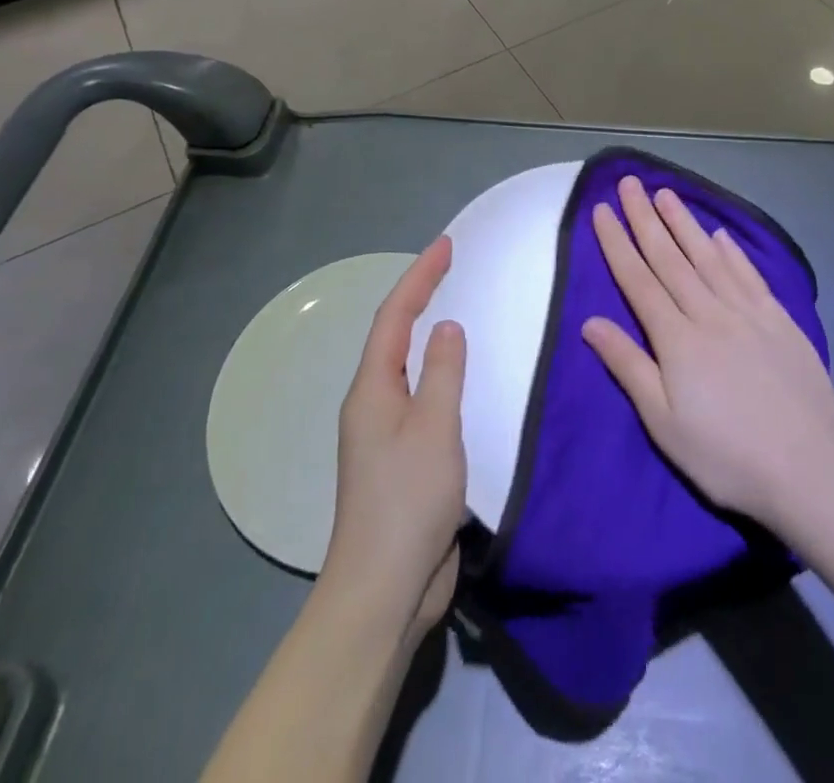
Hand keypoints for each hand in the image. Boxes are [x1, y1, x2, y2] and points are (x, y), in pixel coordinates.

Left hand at [322, 237, 466, 641]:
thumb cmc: (407, 499)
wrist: (384, 588)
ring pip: (407, 367)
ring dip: (428, 333)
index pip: (395, 315)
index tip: (445, 245)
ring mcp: (385, 433)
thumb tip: (447, 327)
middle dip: (420, 296)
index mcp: (372, 388)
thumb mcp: (433, 427)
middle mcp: (372, 402)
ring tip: (459, 309)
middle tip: (451, 267)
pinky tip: (462, 379)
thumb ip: (442, 372)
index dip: (419, 276)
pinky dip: (440, 374)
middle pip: (395, 335)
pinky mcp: (403, 460)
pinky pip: (422, 399)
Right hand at [583, 176, 833, 536]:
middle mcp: (709, 313)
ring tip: (666, 194)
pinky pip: (749, 275)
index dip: (617, 243)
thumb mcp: (664, 423)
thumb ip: (628, 366)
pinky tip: (720, 235)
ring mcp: (748, 313)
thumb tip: (590, 322)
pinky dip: (732, 252)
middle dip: (645, 218)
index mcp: (677, 339)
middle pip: (670, 258)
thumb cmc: (726, 455)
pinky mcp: (779, 321)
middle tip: (629, 183)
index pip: (638, 279)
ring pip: (708, 257)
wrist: (811, 470)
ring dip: (684, 223)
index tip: (601, 210)